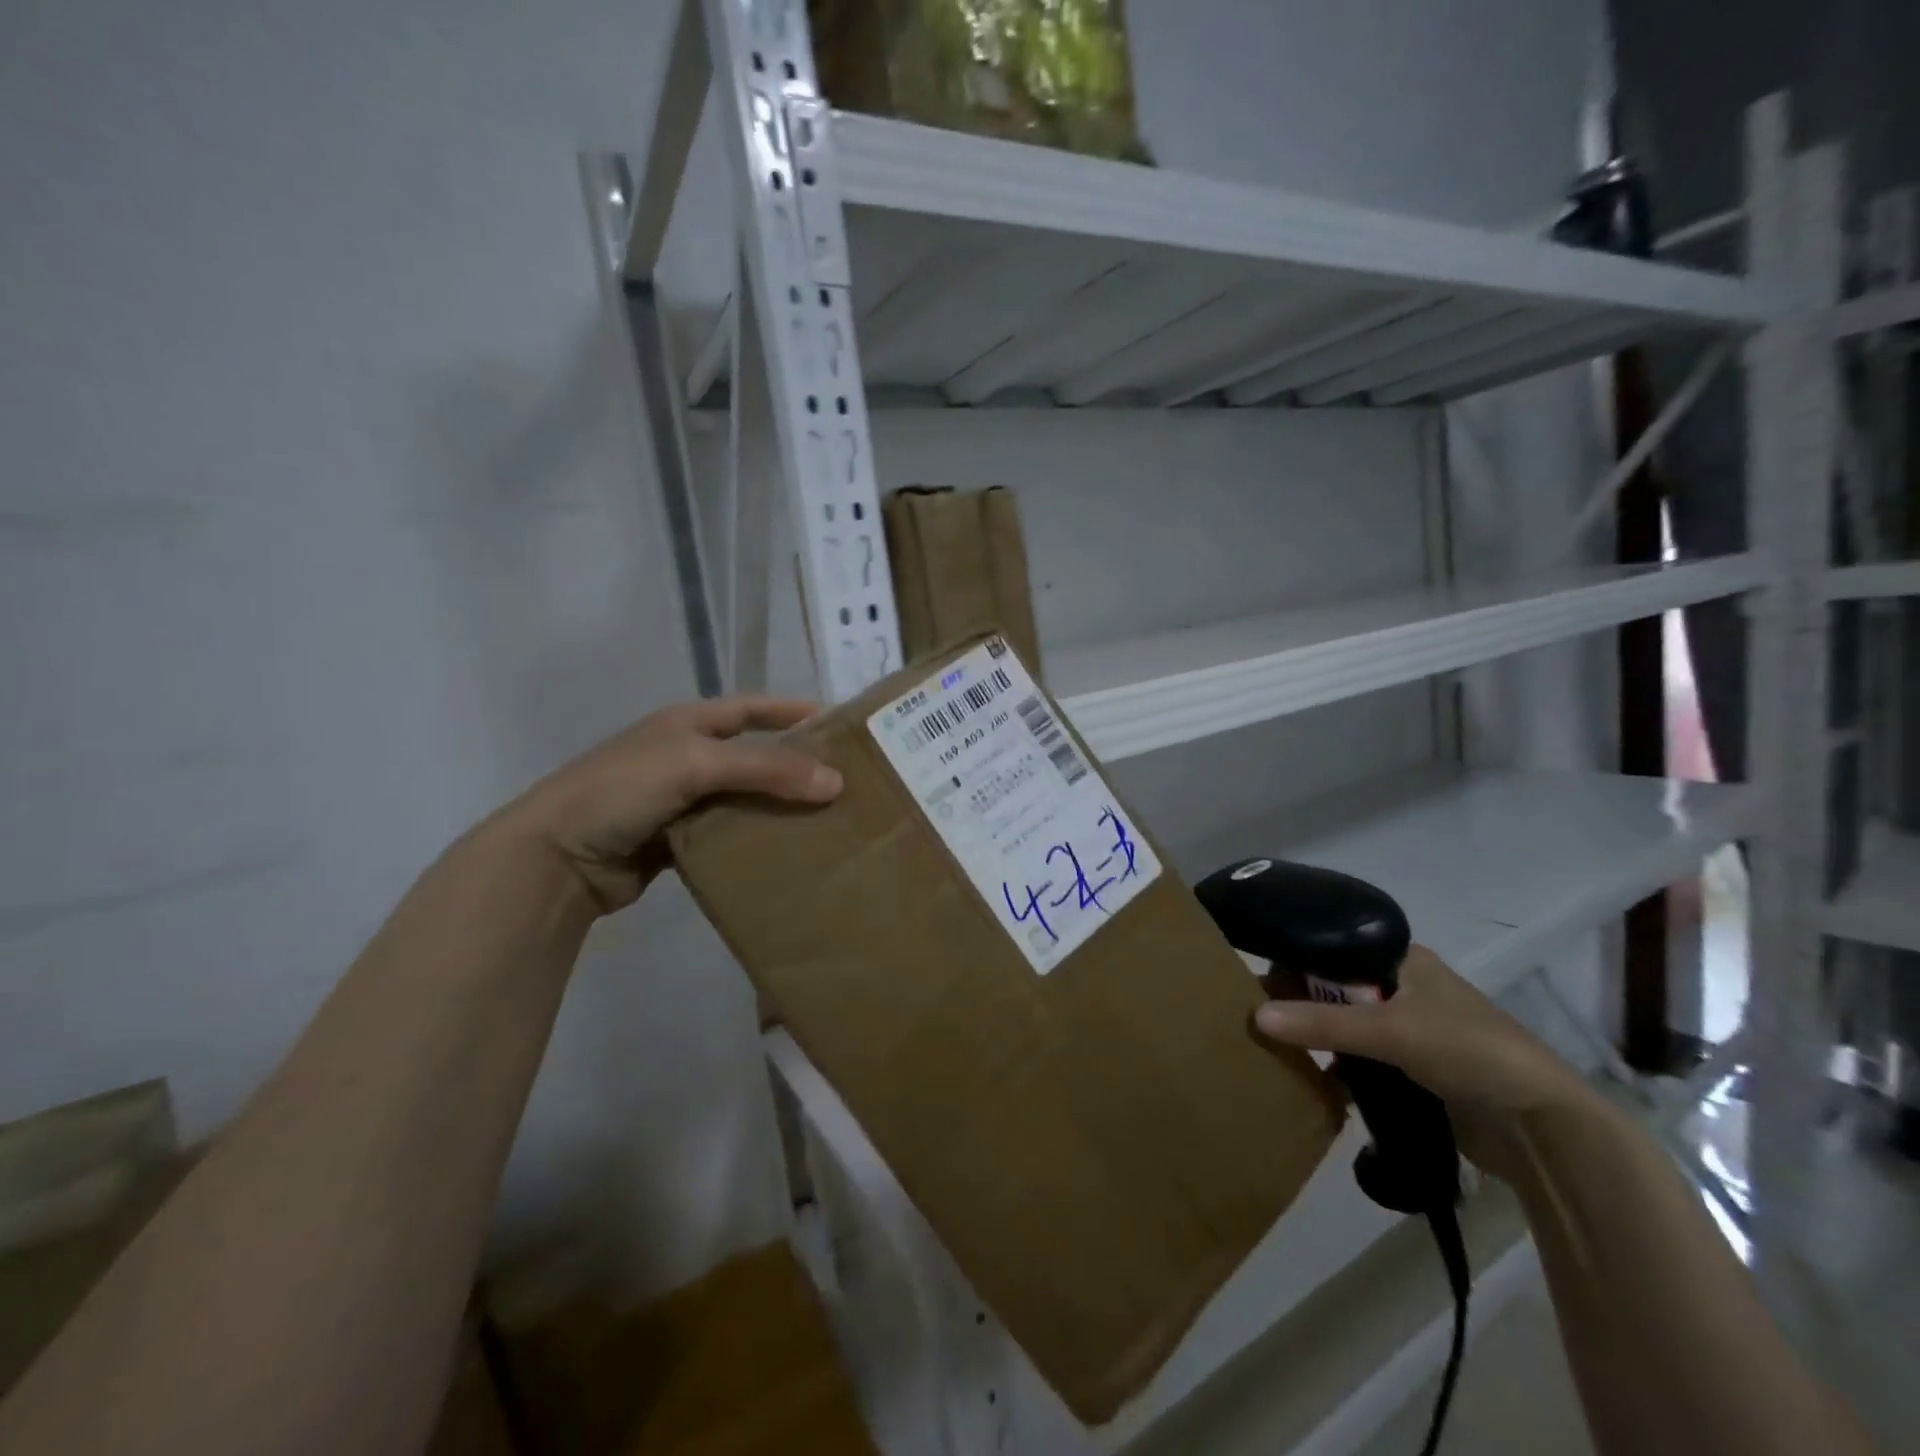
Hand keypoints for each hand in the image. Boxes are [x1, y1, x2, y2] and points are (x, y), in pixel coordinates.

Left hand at [500, 697, 841, 913]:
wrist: (556, 858)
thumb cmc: (622, 790)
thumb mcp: (695, 764)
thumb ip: (765, 769)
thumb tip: (836, 782)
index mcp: (689, 723)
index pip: (753, 708)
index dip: (793, 712)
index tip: (840, 725)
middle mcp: (689, 757)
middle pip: (755, 756)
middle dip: (797, 767)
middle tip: (846, 783)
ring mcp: (683, 801)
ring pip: (746, 799)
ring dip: (780, 809)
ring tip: (829, 821)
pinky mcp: (680, 841)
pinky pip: (731, 836)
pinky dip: (757, 841)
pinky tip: (789, 851)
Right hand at [1253, 946, 1597, 1180]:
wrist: (1543, 1126)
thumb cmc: (1468, 1051)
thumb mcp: (1389, 1030)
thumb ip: (1322, 1024)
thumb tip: (1254, 1016)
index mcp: (1403, 959)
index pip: (1333, 947)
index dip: (1296, 960)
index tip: (1258, 981)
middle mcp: (1405, 987)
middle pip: (1337, 988)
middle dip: (1301, 1004)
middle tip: (1259, 1018)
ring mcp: (1412, 1030)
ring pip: (1348, 1026)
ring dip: (1319, 1039)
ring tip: (1275, 1049)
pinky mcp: (1417, 1070)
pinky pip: (1363, 1060)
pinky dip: (1340, 1069)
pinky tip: (1312, 1080)